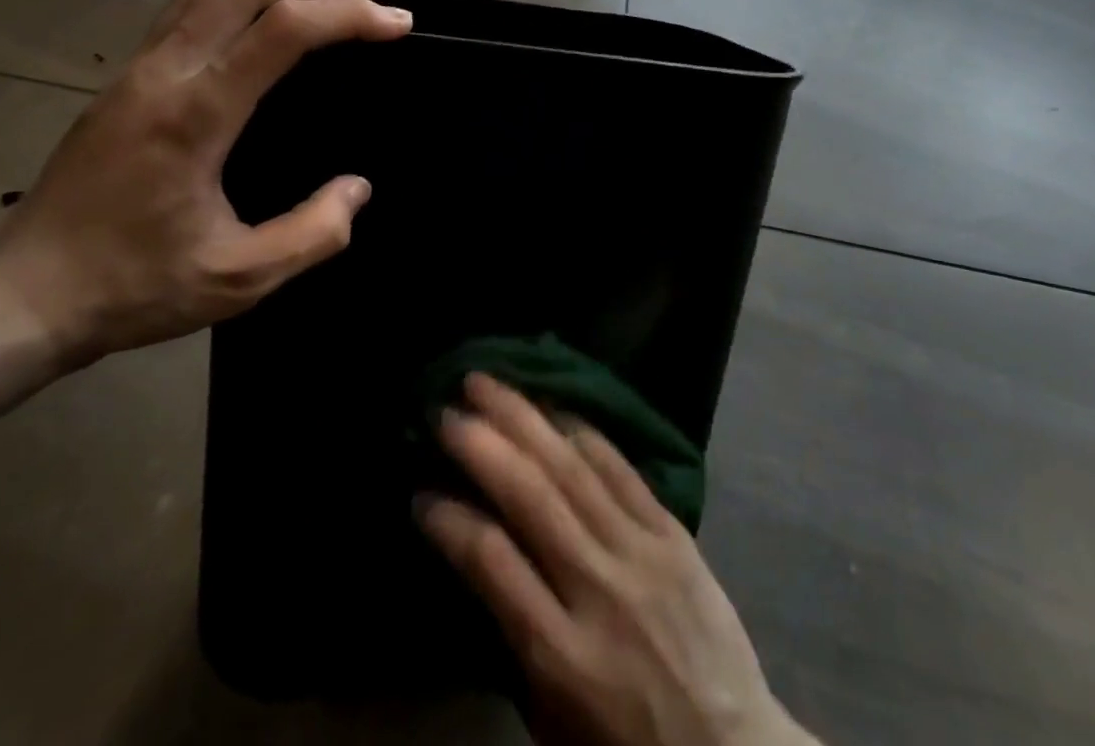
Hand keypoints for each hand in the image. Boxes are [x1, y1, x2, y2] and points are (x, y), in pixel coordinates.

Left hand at [0, 0, 410, 368]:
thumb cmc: (135, 286)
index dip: (348, 19)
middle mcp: (165, 75)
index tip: (396, 24)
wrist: (24, 298)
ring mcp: (137, 73)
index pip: (283, 33)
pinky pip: (172, 11)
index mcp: (197, 114)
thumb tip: (358, 188)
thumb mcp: (239, 279)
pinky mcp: (123, 82)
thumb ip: (311, 234)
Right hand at [418, 375, 817, 745]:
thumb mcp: (553, 717)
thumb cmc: (626, 743)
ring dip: (525, 418)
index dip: (452, 521)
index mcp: (562, 653)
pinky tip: (554, 404)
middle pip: (532, 498)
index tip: (422, 492)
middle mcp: (598, 589)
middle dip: (483, 445)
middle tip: (446, 409)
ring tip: (489, 384)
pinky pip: (621, 468)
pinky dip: (583, 431)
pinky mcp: (672, 531)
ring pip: (573, 468)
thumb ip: (515, 637)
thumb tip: (477, 553)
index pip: (493, 565)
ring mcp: (640, 552)